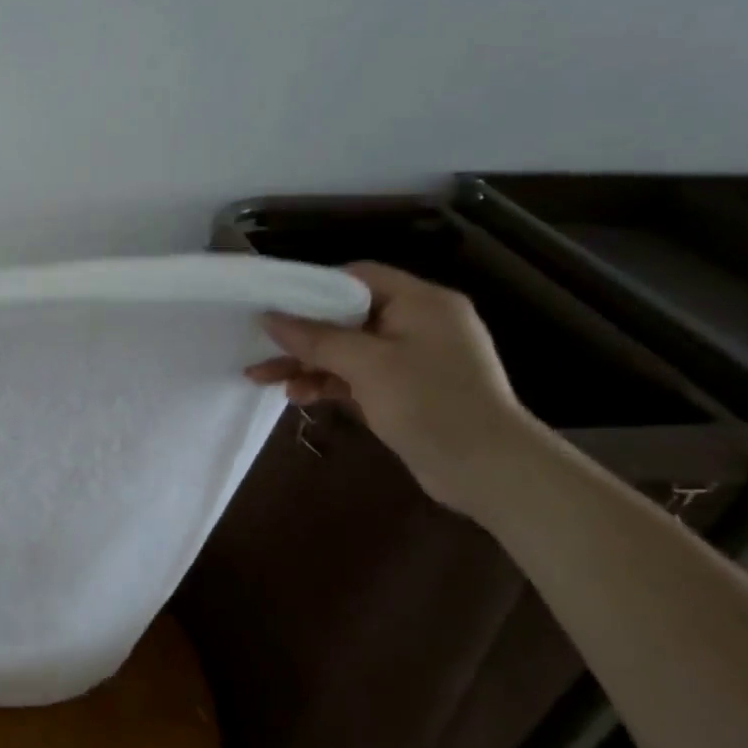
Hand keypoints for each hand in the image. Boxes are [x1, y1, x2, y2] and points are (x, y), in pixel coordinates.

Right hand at [246, 262, 539, 515]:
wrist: (487, 470)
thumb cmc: (429, 403)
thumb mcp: (366, 365)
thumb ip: (315, 338)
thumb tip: (269, 317)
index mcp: (421, 302)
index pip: (359, 276)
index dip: (314, 286)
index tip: (275, 302)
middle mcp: (418, 324)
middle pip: (347, 316)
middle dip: (301, 334)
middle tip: (259, 346)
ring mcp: (413, 360)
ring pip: (347, 351)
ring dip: (307, 363)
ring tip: (265, 379)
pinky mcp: (406, 392)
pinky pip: (357, 377)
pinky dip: (327, 383)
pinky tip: (299, 397)